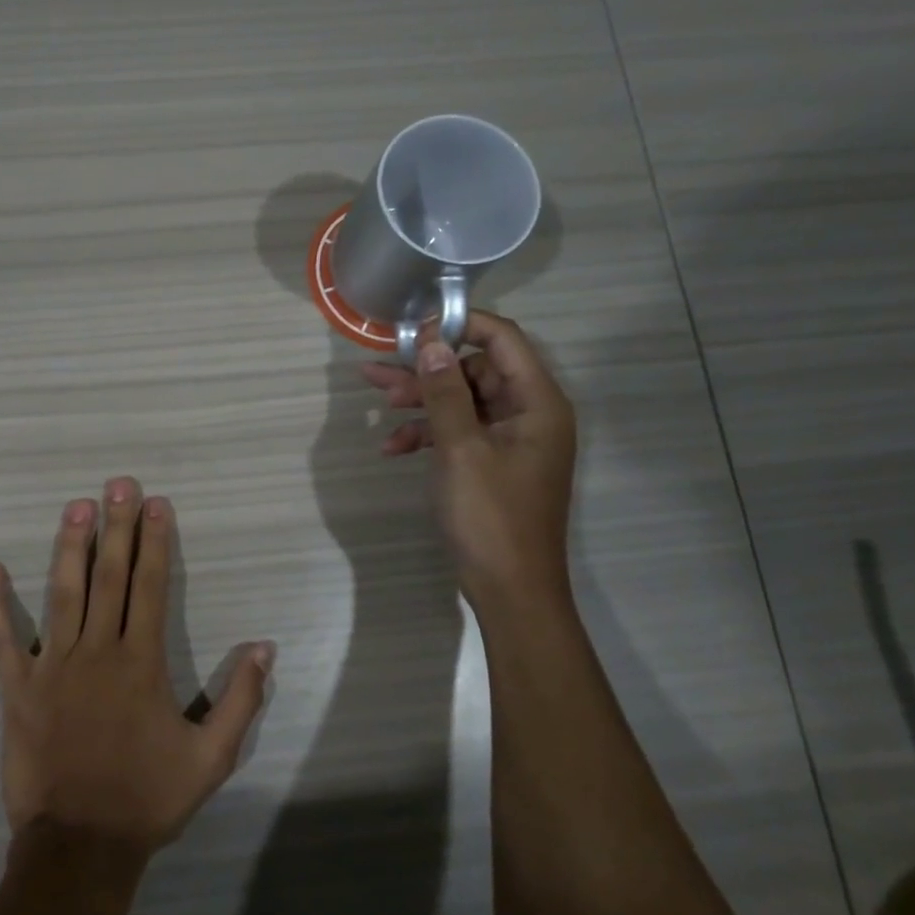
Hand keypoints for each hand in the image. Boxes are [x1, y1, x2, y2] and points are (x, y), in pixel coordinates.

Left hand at [0, 478, 273, 857]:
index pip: (150, 587)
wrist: (81, 846)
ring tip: (75, 506)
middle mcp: (98, 652)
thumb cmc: (147, 799)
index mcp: (142, 663)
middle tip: (118, 484)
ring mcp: (53, 666)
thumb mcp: (211, 758)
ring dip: (69, 547)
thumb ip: (240, 699)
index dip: (154, 542)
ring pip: (63, 594)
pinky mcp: (17, 688)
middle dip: (116, 526)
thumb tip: (264, 647)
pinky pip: (2, 640)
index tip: (156, 504)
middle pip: (109, 577)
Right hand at [362, 310, 576, 605]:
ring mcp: (510, 439)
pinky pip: (457, 432)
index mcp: (537, 402)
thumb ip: (445, 393)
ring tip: (376, 400)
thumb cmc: (491, 517)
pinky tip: (392, 448)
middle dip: (426, 371)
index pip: (503, 339)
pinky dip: (426, 435)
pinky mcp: (491, 461)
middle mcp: (528, 413)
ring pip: (460, 401)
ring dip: (420, 402)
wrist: (509, 589)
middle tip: (378, 371)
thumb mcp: (461, 450)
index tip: (413, 328)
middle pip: (475, 370)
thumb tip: (431, 342)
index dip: (459, 326)